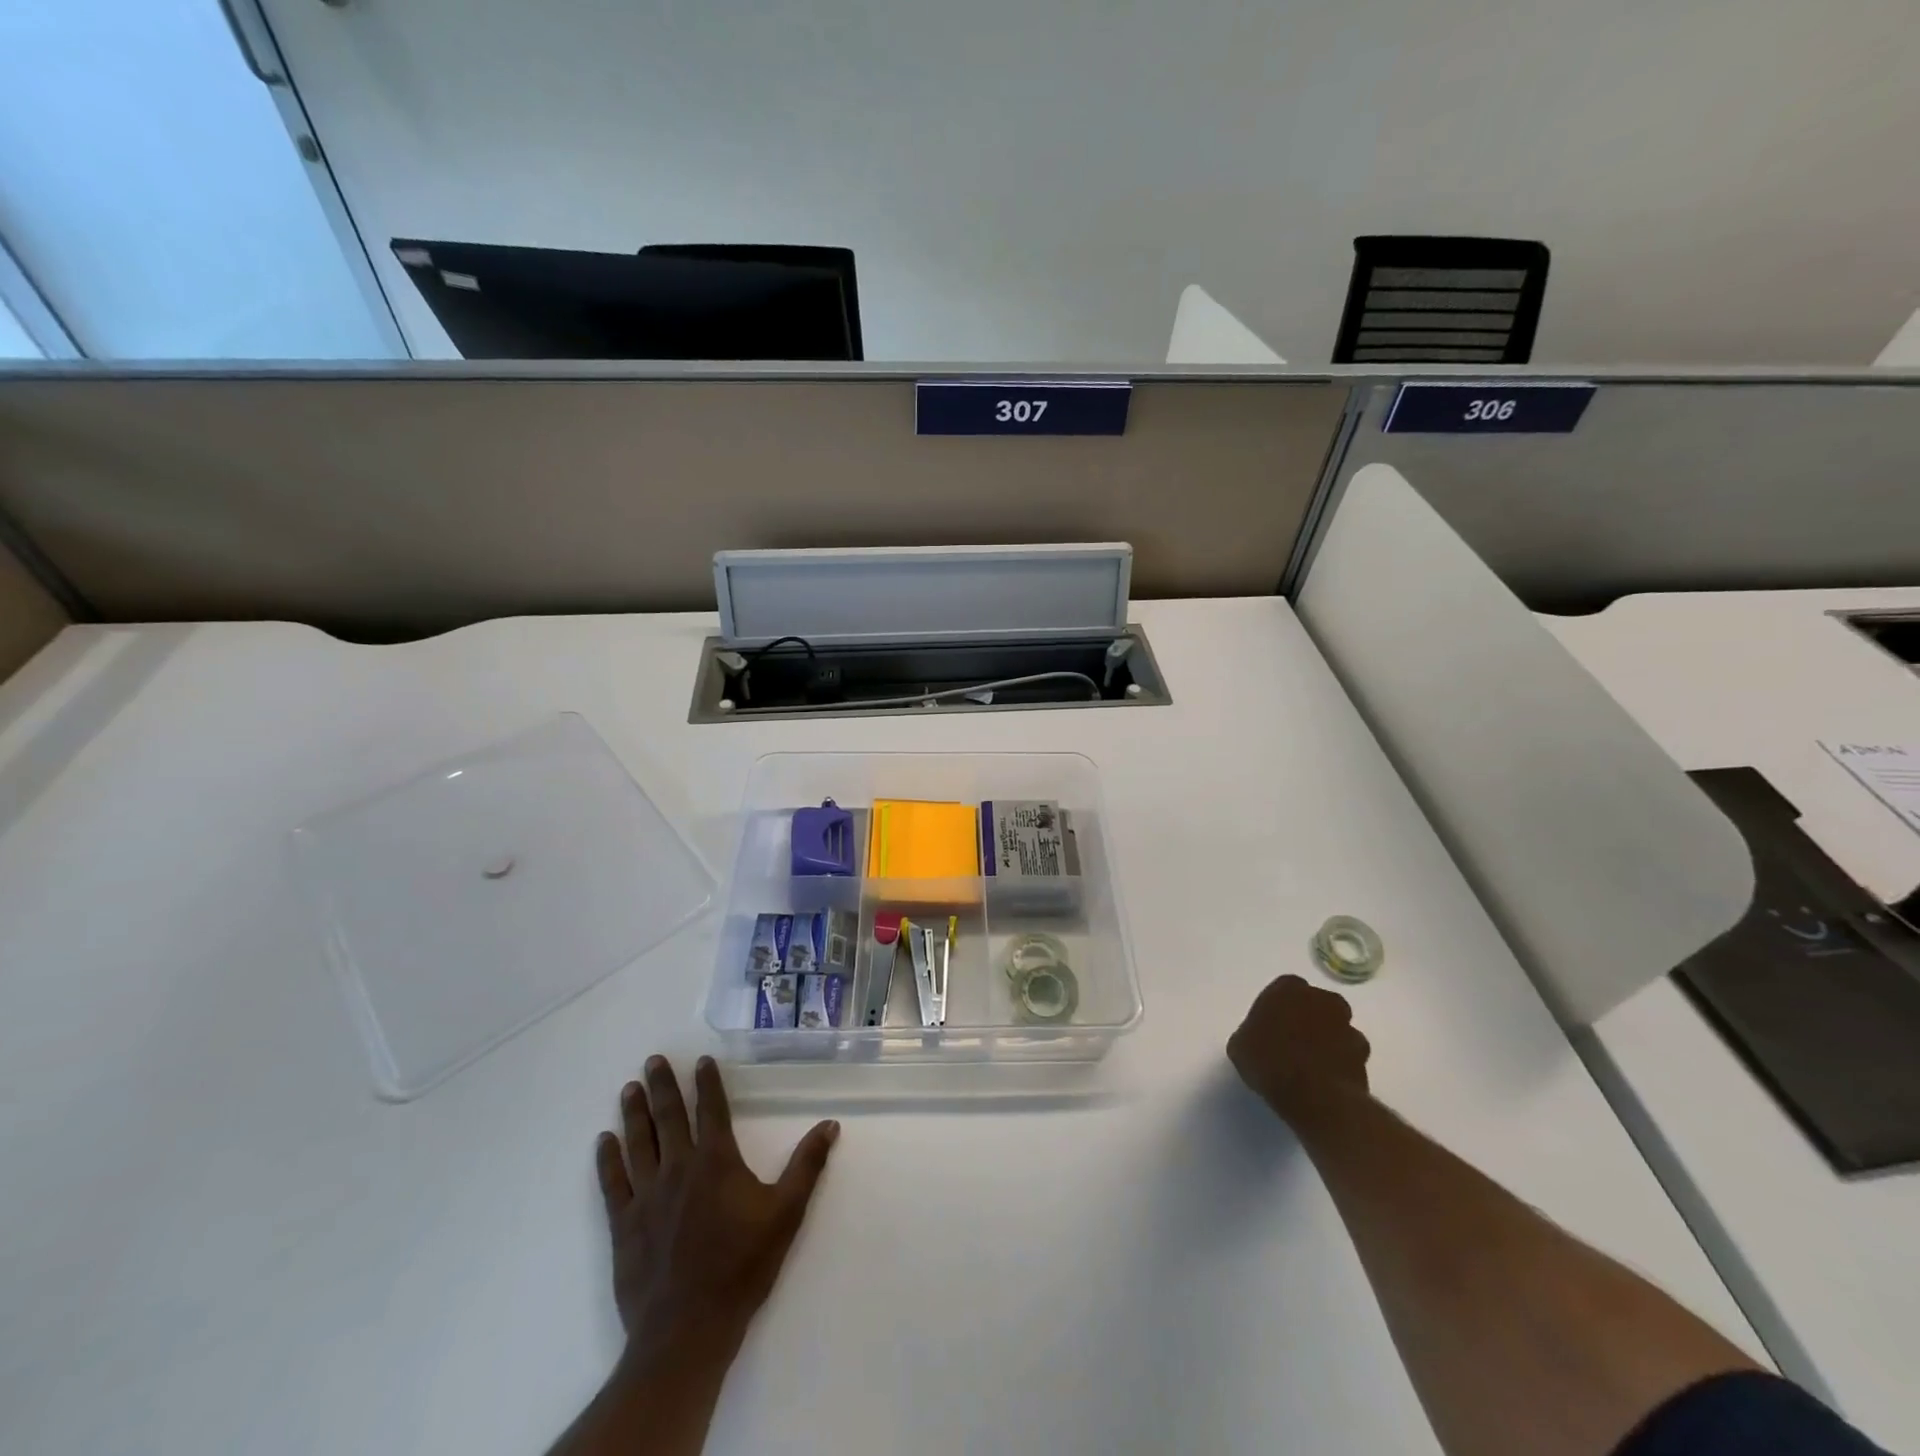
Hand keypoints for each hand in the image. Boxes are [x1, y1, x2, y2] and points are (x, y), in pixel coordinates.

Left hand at [595, 1055, 839, 1369]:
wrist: (687, 1329)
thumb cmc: (742, 1267)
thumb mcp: (786, 1214)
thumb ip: (807, 1166)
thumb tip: (830, 1124)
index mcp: (717, 1161)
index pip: (711, 1109)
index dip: (706, 1082)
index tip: (700, 1060)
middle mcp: (679, 1167)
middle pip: (668, 1117)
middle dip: (662, 1086)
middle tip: (653, 1060)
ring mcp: (647, 1195)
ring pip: (638, 1142)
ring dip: (633, 1112)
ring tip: (629, 1087)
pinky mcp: (624, 1224)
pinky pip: (613, 1182)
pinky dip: (607, 1159)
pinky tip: (604, 1141)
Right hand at [1227, 974, 1370, 1124]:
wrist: (1313, 1095)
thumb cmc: (1268, 1061)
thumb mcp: (1240, 1046)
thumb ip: (1251, 1034)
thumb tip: (1256, 1040)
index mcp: (1288, 989)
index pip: (1284, 989)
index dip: (1278, 1008)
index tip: (1270, 1026)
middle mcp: (1322, 999)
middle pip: (1316, 1005)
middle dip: (1308, 1019)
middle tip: (1292, 1041)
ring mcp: (1348, 1027)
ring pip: (1338, 1030)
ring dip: (1328, 1041)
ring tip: (1311, 1065)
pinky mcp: (1364, 1057)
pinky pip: (1349, 1056)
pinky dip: (1341, 1064)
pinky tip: (1326, 1081)